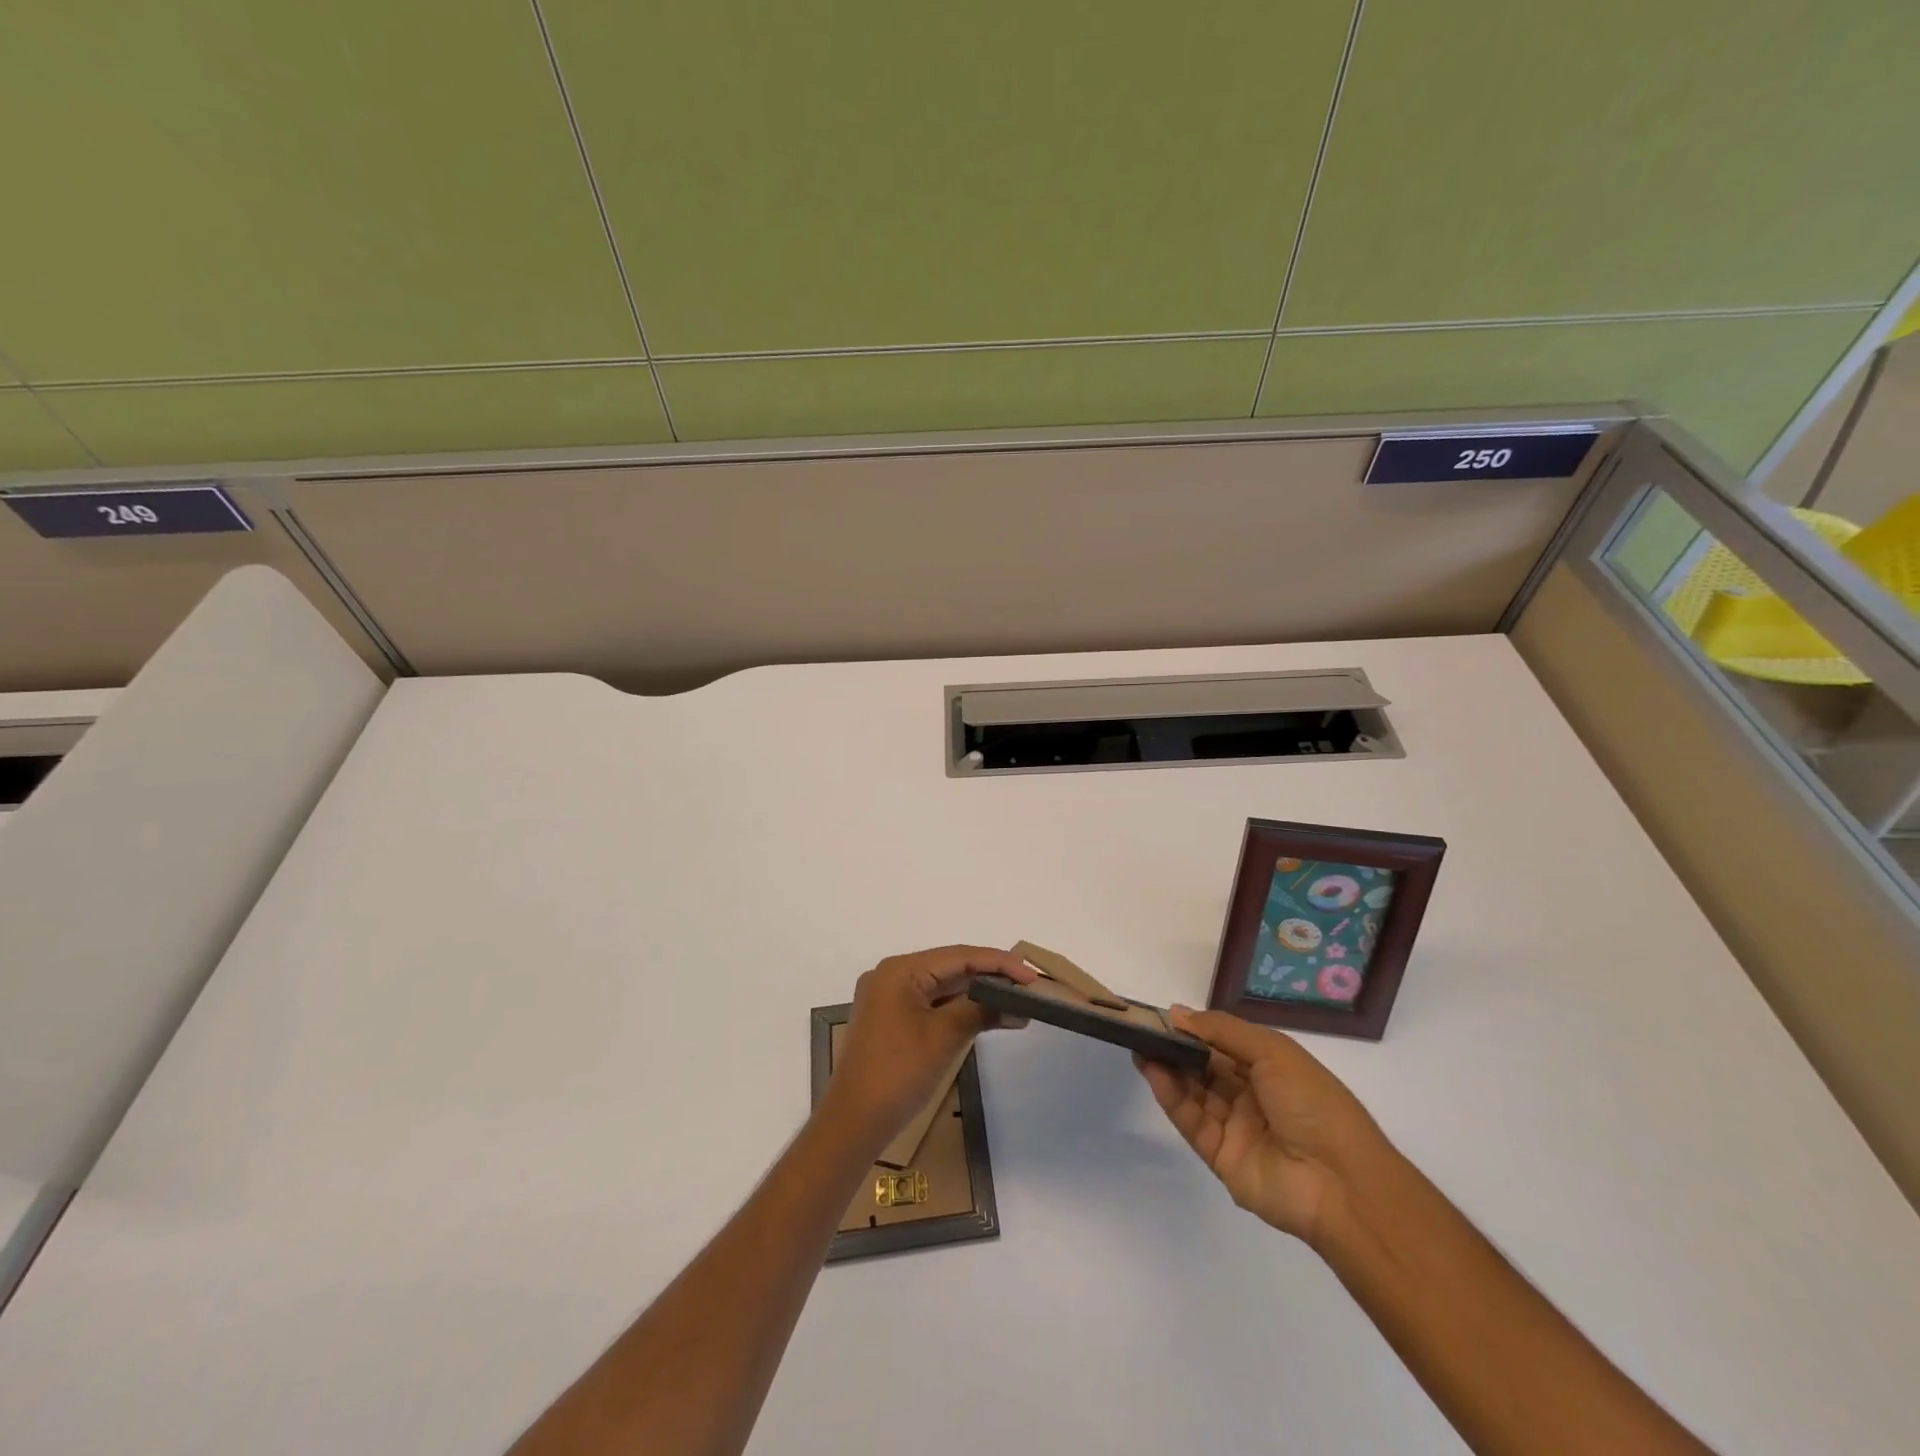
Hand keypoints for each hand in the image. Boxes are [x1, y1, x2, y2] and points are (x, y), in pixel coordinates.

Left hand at [823, 946, 1035, 1152]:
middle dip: (990, 977)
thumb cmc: (898, 1073)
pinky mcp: (891, 1019)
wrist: (853, 1122)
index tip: (1031, 974)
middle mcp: (892, 975)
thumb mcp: (944, 1037)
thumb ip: (980, 1010)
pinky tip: (988, 1016)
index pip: (958, 956)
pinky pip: (932, 1004)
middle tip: (1028, 987)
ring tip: (1017, 1003)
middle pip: (950, 967)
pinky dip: (959, 1010)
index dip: (998, 963)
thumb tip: (1017, 1003)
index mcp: (900, 970)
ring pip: (942, 986)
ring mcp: (889, 998)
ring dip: (977, 995)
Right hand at [1137, 1007, 1394, 1247]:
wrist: (1341, 1184)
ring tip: (1139, 1047)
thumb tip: (1178, 1012)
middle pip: (1205, 1068)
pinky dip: (1171, 1097)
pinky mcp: (1220, 1157)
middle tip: (1142, 1030)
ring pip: (1194, 1093)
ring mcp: (1236, 1128)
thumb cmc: (1313, 1104)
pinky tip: (1154, 1073)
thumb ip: (1222, 1030)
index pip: (1225, 1044)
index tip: (1164, 1015)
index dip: (1196, 1030)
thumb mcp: (1273, 1052)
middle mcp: (1252, 1096)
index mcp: (1272, 1069)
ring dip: (1168, 1069)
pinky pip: (1192, 1122)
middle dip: (1176, 1048)